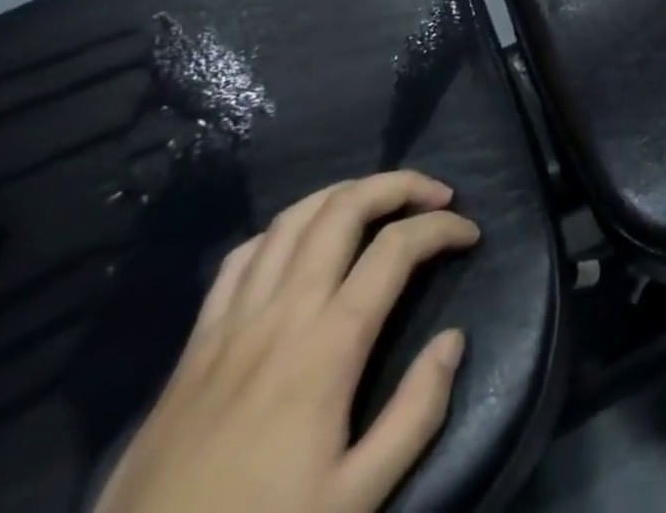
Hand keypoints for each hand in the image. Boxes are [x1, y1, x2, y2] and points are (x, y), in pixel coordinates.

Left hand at [94, 171, 479, 512]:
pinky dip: (284, 230)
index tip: (470, 234)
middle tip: (436, 195)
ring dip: (345, 193)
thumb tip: (454, 339)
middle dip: (400, 185)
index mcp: (328, 345)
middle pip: (345, 208)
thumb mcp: (356, 499)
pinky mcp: (195, 342)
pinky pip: (242, 257)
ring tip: (379, 201)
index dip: (443, 228)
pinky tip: (301, 242)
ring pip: (293, 218)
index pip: (397, 248)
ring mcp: (233, 321)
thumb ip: (416, 414)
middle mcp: (282, 311)